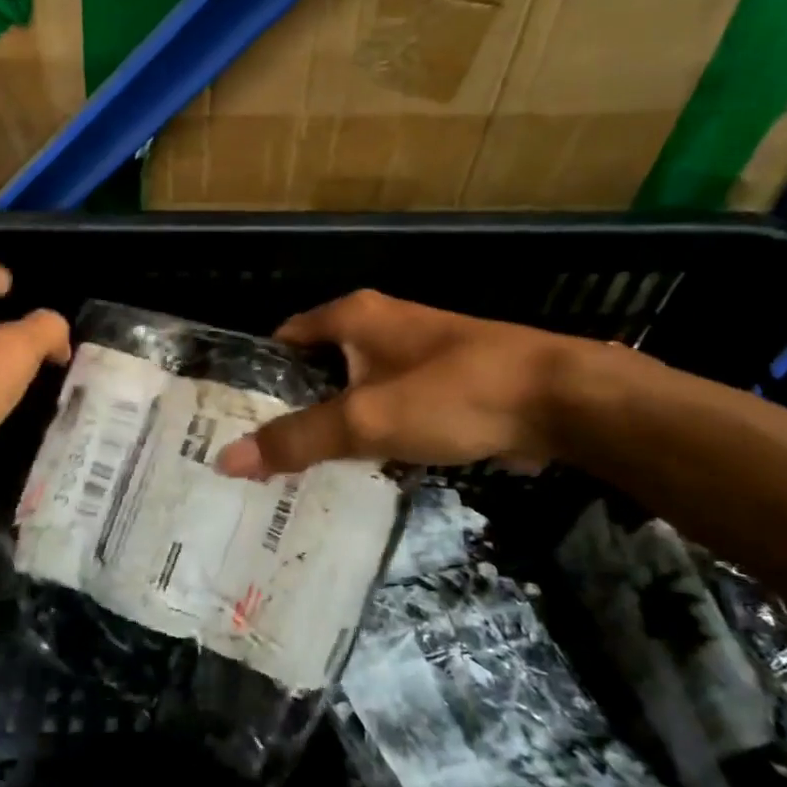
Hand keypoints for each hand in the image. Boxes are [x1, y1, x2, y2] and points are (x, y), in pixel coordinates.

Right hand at [215, 289, 586, 477]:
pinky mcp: (439, 384)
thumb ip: (298, 439)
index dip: (256, 376)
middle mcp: (378, 326)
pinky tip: (356, 470)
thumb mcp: (367, 420)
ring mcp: (412, 354)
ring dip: (330, 424)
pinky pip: (386, 407)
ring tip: (296, 470)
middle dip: (290, 408)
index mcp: (352, 317)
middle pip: (315, 367)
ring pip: (352, 391)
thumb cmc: (453, 394)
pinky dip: (369, 433)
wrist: (559, 400)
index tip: (232, 418)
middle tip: (258, 455)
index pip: (282, 340)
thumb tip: (227, 459)